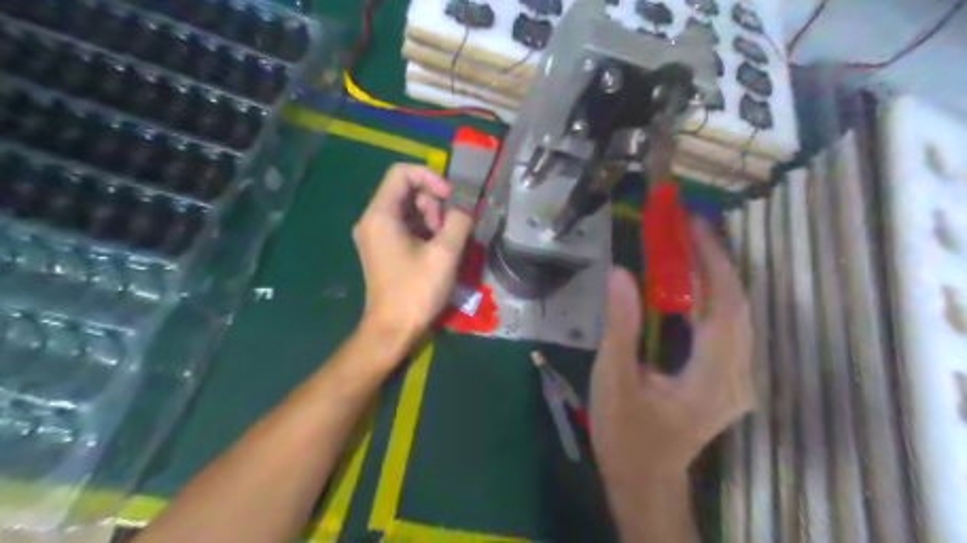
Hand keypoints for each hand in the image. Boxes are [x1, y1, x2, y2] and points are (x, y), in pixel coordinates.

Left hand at [353, 166, 474, 350]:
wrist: (392, 330)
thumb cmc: (416, 291)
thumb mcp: (445, 253)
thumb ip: (459, 220)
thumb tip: (465, 205)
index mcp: (380, 215)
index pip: (402, 173)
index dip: (431, 178)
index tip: (452, 199)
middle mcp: (372, 220)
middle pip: (405, 191)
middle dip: (433, 203)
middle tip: (449, 228)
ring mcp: (375, 235)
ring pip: (407, 209)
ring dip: (431, 218)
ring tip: (445, 243)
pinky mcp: (381, 249)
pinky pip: (404, 226)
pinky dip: (423, 231)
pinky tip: (437, 250)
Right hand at [590, 219, 755, 481]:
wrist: (644, 479)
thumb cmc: (625, 434)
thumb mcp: (613, 380)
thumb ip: (620, 326)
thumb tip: (621, 272)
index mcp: (712, 378)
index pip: (725, 306)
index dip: (712, 261)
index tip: (693, 226)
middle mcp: (738, 377)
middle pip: (738, 306)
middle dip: (717, 261)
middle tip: (688, 228)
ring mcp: (738, 381)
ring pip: (738, 316)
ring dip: (717, 277)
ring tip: (690, 246)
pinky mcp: (728, 381)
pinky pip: (728, 329)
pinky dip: (713, 299)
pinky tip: (692, 284)